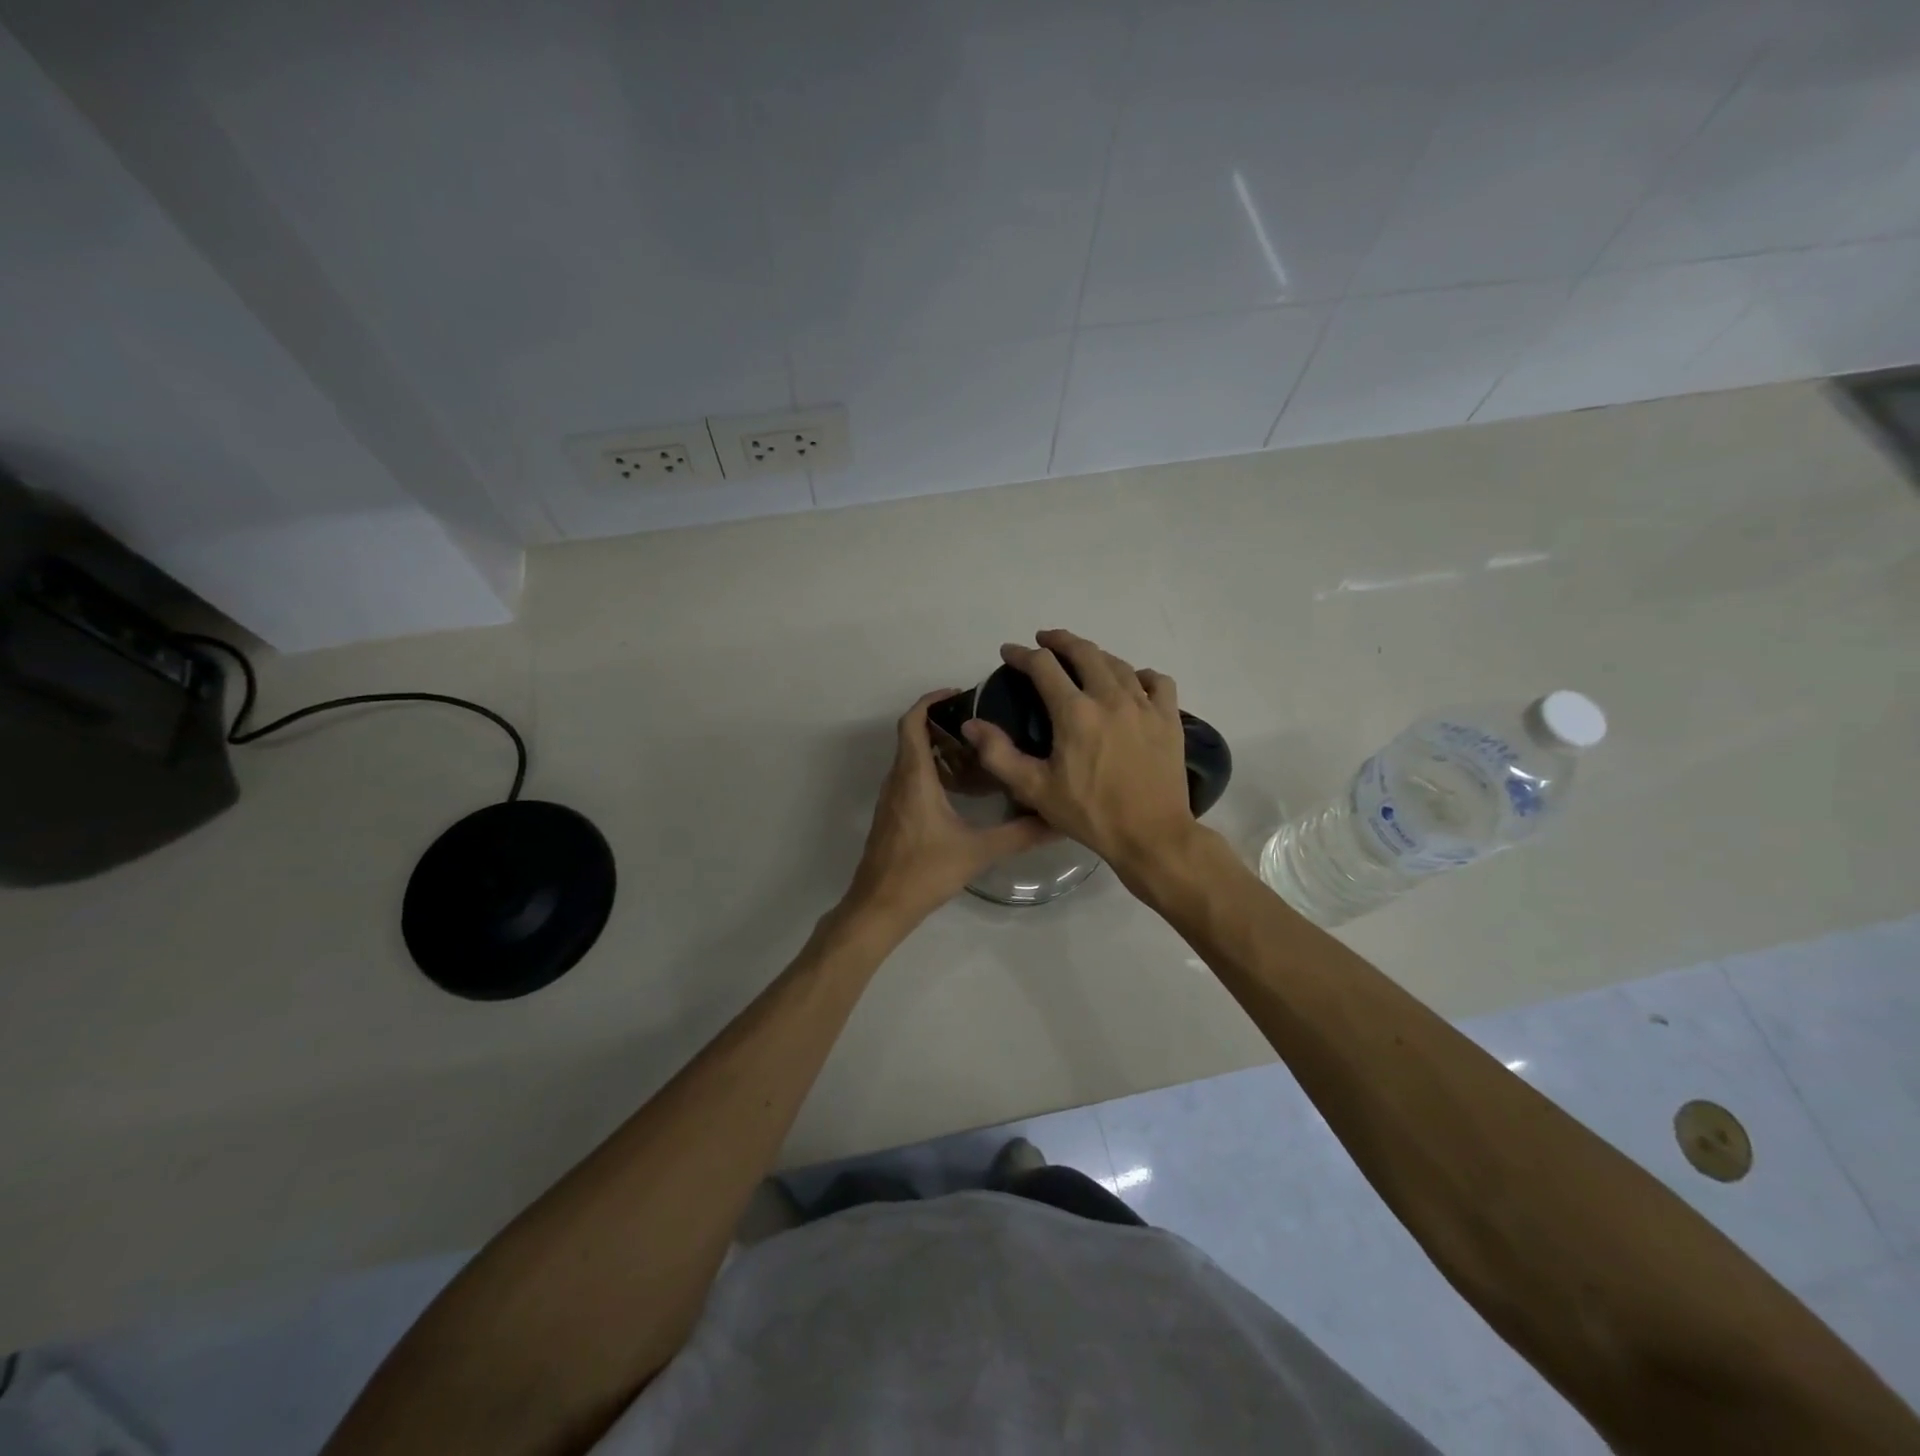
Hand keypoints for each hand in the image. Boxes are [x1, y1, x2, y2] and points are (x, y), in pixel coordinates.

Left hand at [844, 690, 1055, 927]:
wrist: (880, 906)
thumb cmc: (924, 872)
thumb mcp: (978, 851)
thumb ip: (1020, 834)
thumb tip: (1057, 821)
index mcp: (914, 777)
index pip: (912, 722)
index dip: (930, 701)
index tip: (959, 694)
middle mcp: (898, 780)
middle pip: (913, 737)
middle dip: (943, 724)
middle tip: (981, 725)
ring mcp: (892, 799)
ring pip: (912, 759)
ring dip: (938, 749)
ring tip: (978, 754)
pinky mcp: (893, 816)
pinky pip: (910, 779)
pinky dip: (932, 771)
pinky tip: (961, 791)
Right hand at [962, 630, 1195, 879]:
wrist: (1152, 835)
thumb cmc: (1090, 814)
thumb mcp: (1035, 790)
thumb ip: (999, 755)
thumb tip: (971, 724)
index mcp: (1074, 712)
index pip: (1043, 666)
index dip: (1022, 654)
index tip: (1008, 652)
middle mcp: (1110, 698)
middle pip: (1084, 652)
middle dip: (1060, 640)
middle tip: (1044, 640)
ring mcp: (1145, 706)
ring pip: (1119, 663)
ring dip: (1095, 654)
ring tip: (1082, 658)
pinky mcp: (1169, 719)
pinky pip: (1157, 682)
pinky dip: (1141, 675)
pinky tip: (1134, 682)